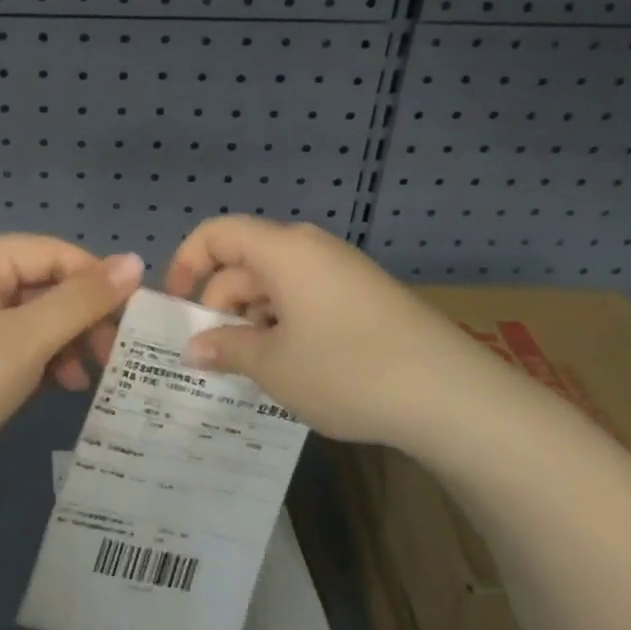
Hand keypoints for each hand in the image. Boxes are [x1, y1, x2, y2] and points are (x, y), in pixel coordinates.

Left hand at [0, 235, 143, 492]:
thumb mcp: (27, 340)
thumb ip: (82, 299)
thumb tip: (136, 261)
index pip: (56, 252)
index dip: (99, 282)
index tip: (134, 323)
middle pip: (45, 282)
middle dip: (81, 319)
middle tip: (111, 358)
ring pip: (34, 314)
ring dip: (64, 342)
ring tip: (82, 380)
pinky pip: (15, 338)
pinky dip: (41, 358)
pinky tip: (57, 386)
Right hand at [166, 216, 474, 446]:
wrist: (452, 396)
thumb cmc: (348, 370)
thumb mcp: (274, 365)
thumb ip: (226, 348)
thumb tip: (192, 347)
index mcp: (283, 250)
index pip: (217, 233)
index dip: (186, 263)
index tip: (177, 308)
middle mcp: (311, 249)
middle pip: (246, 261)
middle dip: (222, 304)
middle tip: (214, 356)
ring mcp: (343, 271)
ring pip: (277, 284)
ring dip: (254, 320)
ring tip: (253, 370)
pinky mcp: (366, 296)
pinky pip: (308, 298)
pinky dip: (287, 325)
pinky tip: (293, 368)